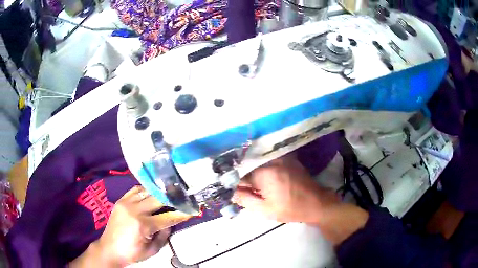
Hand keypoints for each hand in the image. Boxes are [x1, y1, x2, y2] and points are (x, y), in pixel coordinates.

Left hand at [70, 186, 190, 266]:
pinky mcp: (120, 200)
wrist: (110, 248)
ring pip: (146, 191)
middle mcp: (134, 210)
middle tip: (182, 197)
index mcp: (143, 225)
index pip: (167, 217)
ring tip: (168, 192)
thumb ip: (164, 235)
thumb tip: (171, 223)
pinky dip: (145, 190)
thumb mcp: (152, 250)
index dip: (181, 213)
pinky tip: (151, 192)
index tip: (191, 210)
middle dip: (171, 198)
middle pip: (157, 199)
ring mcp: (126, 203)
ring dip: (158, 192)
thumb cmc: (132, 253)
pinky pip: (135, 190)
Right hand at [233, 154, 338, 223]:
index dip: (234, 183)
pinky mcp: (287, 158)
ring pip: (258, 162)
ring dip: (252, 171)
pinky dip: (262, 167)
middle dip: (242, 176)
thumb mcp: (264, 210)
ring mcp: (280, 157)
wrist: (316, 203)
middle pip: (248, 166)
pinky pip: (268, 160)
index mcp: (264, 173)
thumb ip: (245, 199)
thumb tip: (231, 192)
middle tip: (242, 188)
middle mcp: (271, 160)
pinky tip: (263, 177)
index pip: (239, 174)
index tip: (232, 189)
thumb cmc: (290, 208)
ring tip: (252, 184)